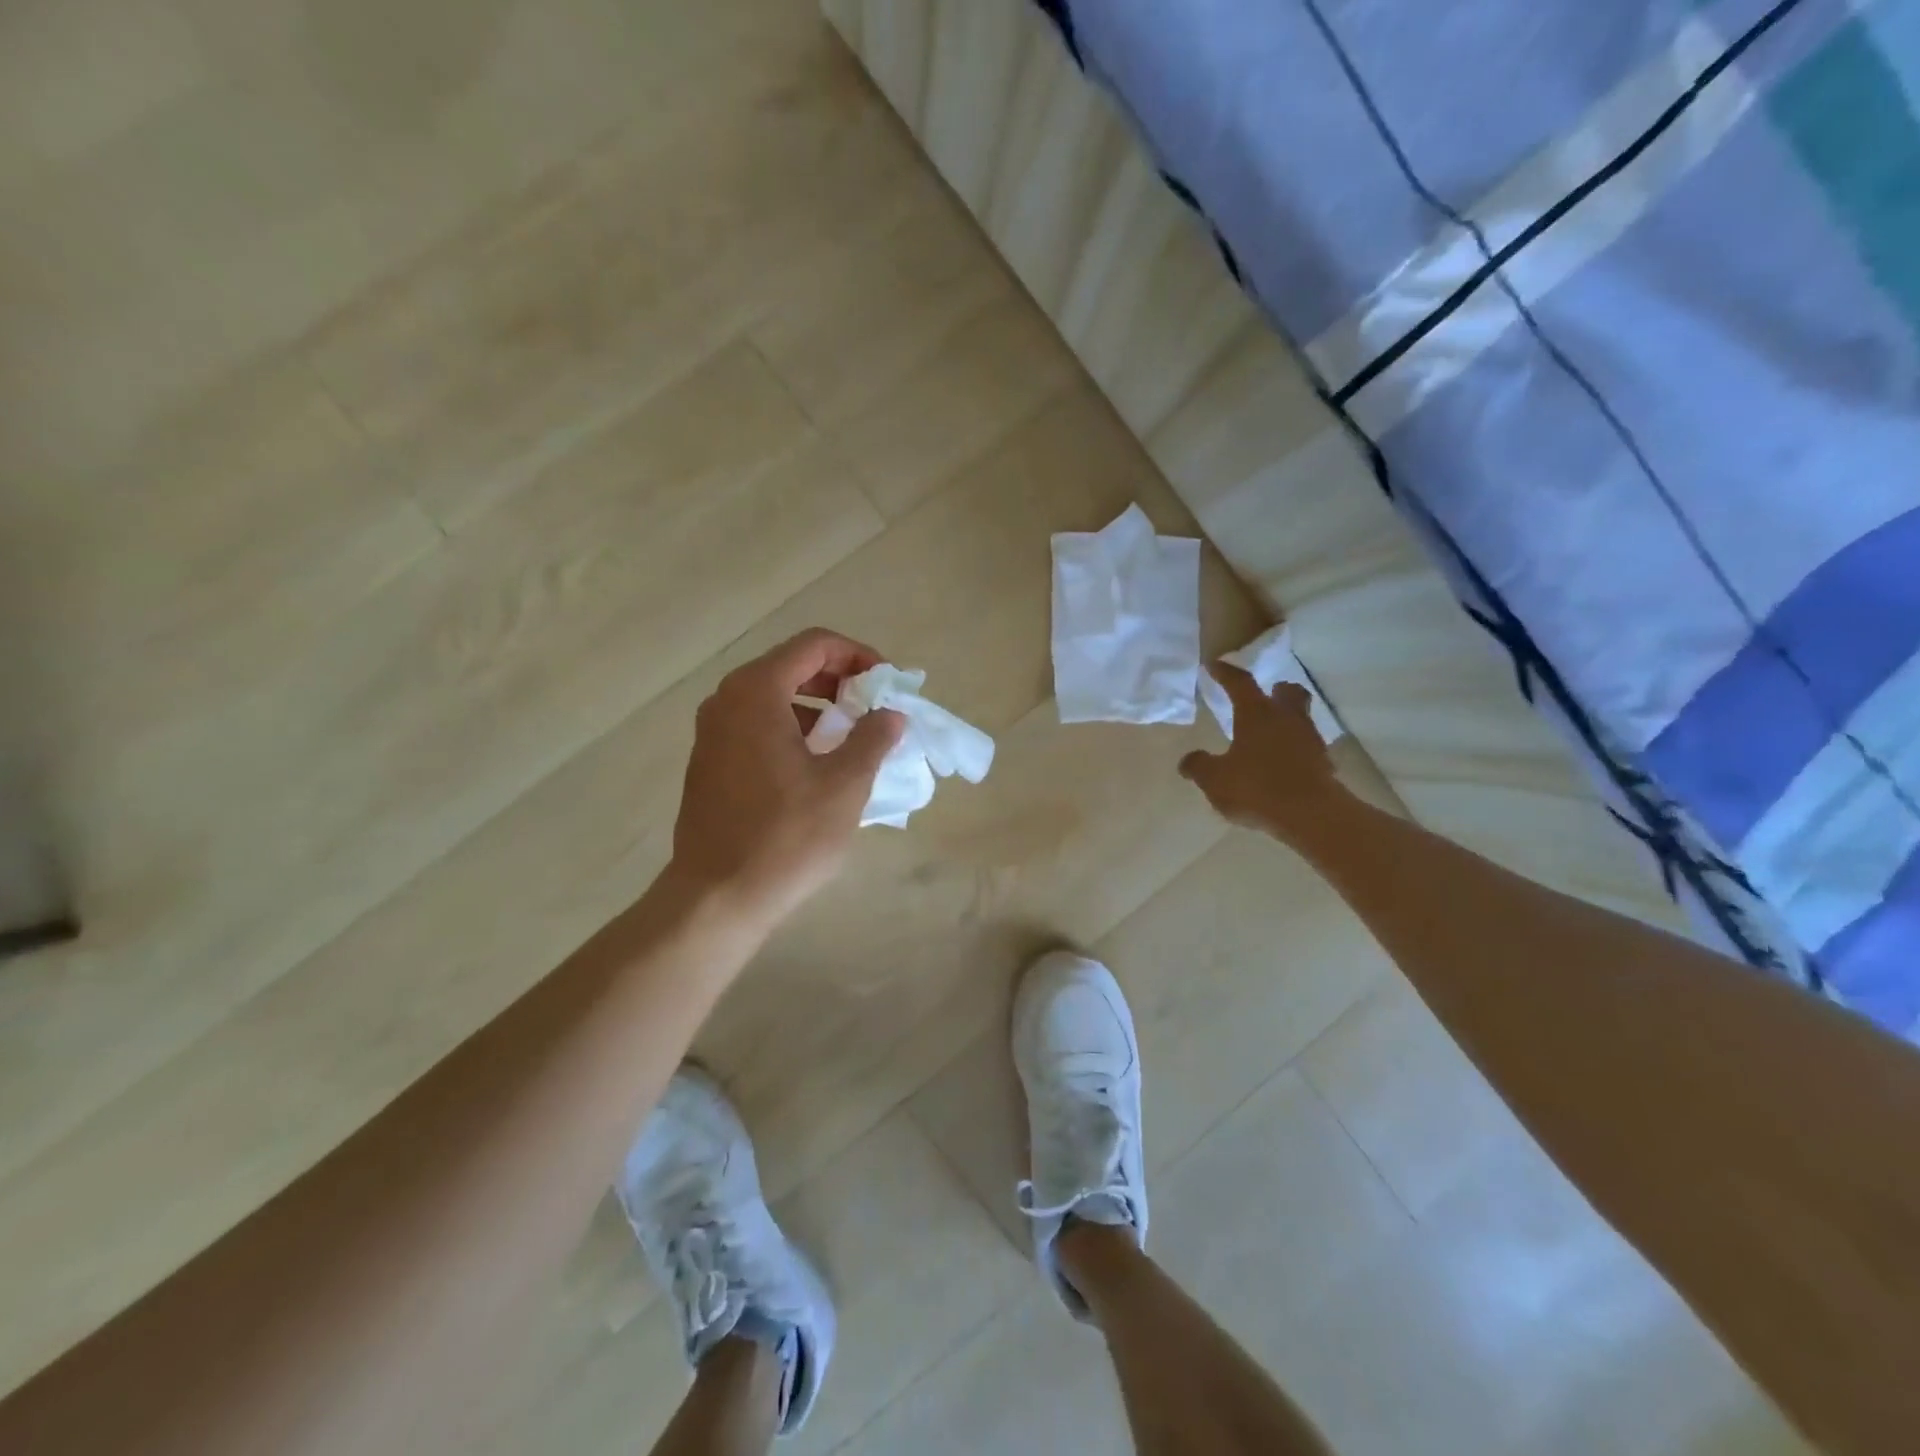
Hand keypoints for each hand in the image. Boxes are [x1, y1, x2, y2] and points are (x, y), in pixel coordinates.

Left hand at [668, 628, 905, 930]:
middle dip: (841, 681)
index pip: (815, 645)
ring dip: (819, 707)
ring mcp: (713, 731)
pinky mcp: (711, 761)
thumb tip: (890, 714)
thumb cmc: (786, 836)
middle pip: (792, 666)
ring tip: (853, 739)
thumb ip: (873, 738)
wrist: (717, 897)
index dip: (858, 656)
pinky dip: (794, 729)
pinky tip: (819, 765)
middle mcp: (727, 700)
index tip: (887, 686)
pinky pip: (759, 725)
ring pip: (775, 697)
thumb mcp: (845, 785)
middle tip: (875, 710)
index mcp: (757, 692)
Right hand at [1179, 667, 1343, 841]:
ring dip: (1285, 720)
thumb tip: (1188, 761)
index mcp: (1257, 713)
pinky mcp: (1323, 762)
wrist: (1311, 815)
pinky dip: (1294, 748)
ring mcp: (1309, 739)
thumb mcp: (1215, 779)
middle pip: (1287, 692)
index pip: (1240, 683)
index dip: (1225, 673)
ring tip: (1269, 734)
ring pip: (1300, 717)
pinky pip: (1306, 746)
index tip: (1214, 665)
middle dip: (1275, 690)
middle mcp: (1286, 718)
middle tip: (1264, 696)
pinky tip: (1281, 763)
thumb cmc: (1257, 787)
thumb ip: (1199, 766)